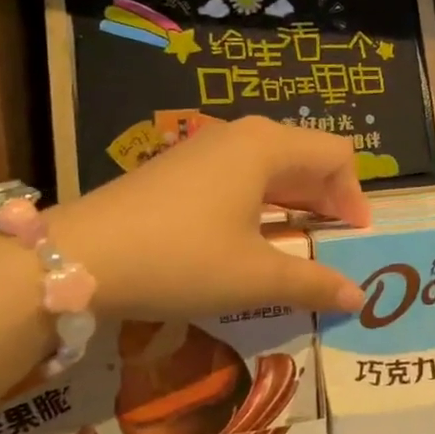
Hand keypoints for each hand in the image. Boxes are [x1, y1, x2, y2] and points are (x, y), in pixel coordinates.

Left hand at [55, 117, 370, 316]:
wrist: (78, 259)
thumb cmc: (181, 259)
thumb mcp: (254, 278)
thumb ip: (313, 283)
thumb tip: (357, 297)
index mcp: (267, 147)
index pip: (336, 156)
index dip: (355, 196)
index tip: (355, 238)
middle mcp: (240, 136)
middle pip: (305, 156)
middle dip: (328, 198)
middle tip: (336, 241)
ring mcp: (204, 149)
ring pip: (270, 166)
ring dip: (295, 200)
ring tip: (301, 240)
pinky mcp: (178, 170)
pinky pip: (239, 176)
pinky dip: (262, 201)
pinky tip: (252, 236)